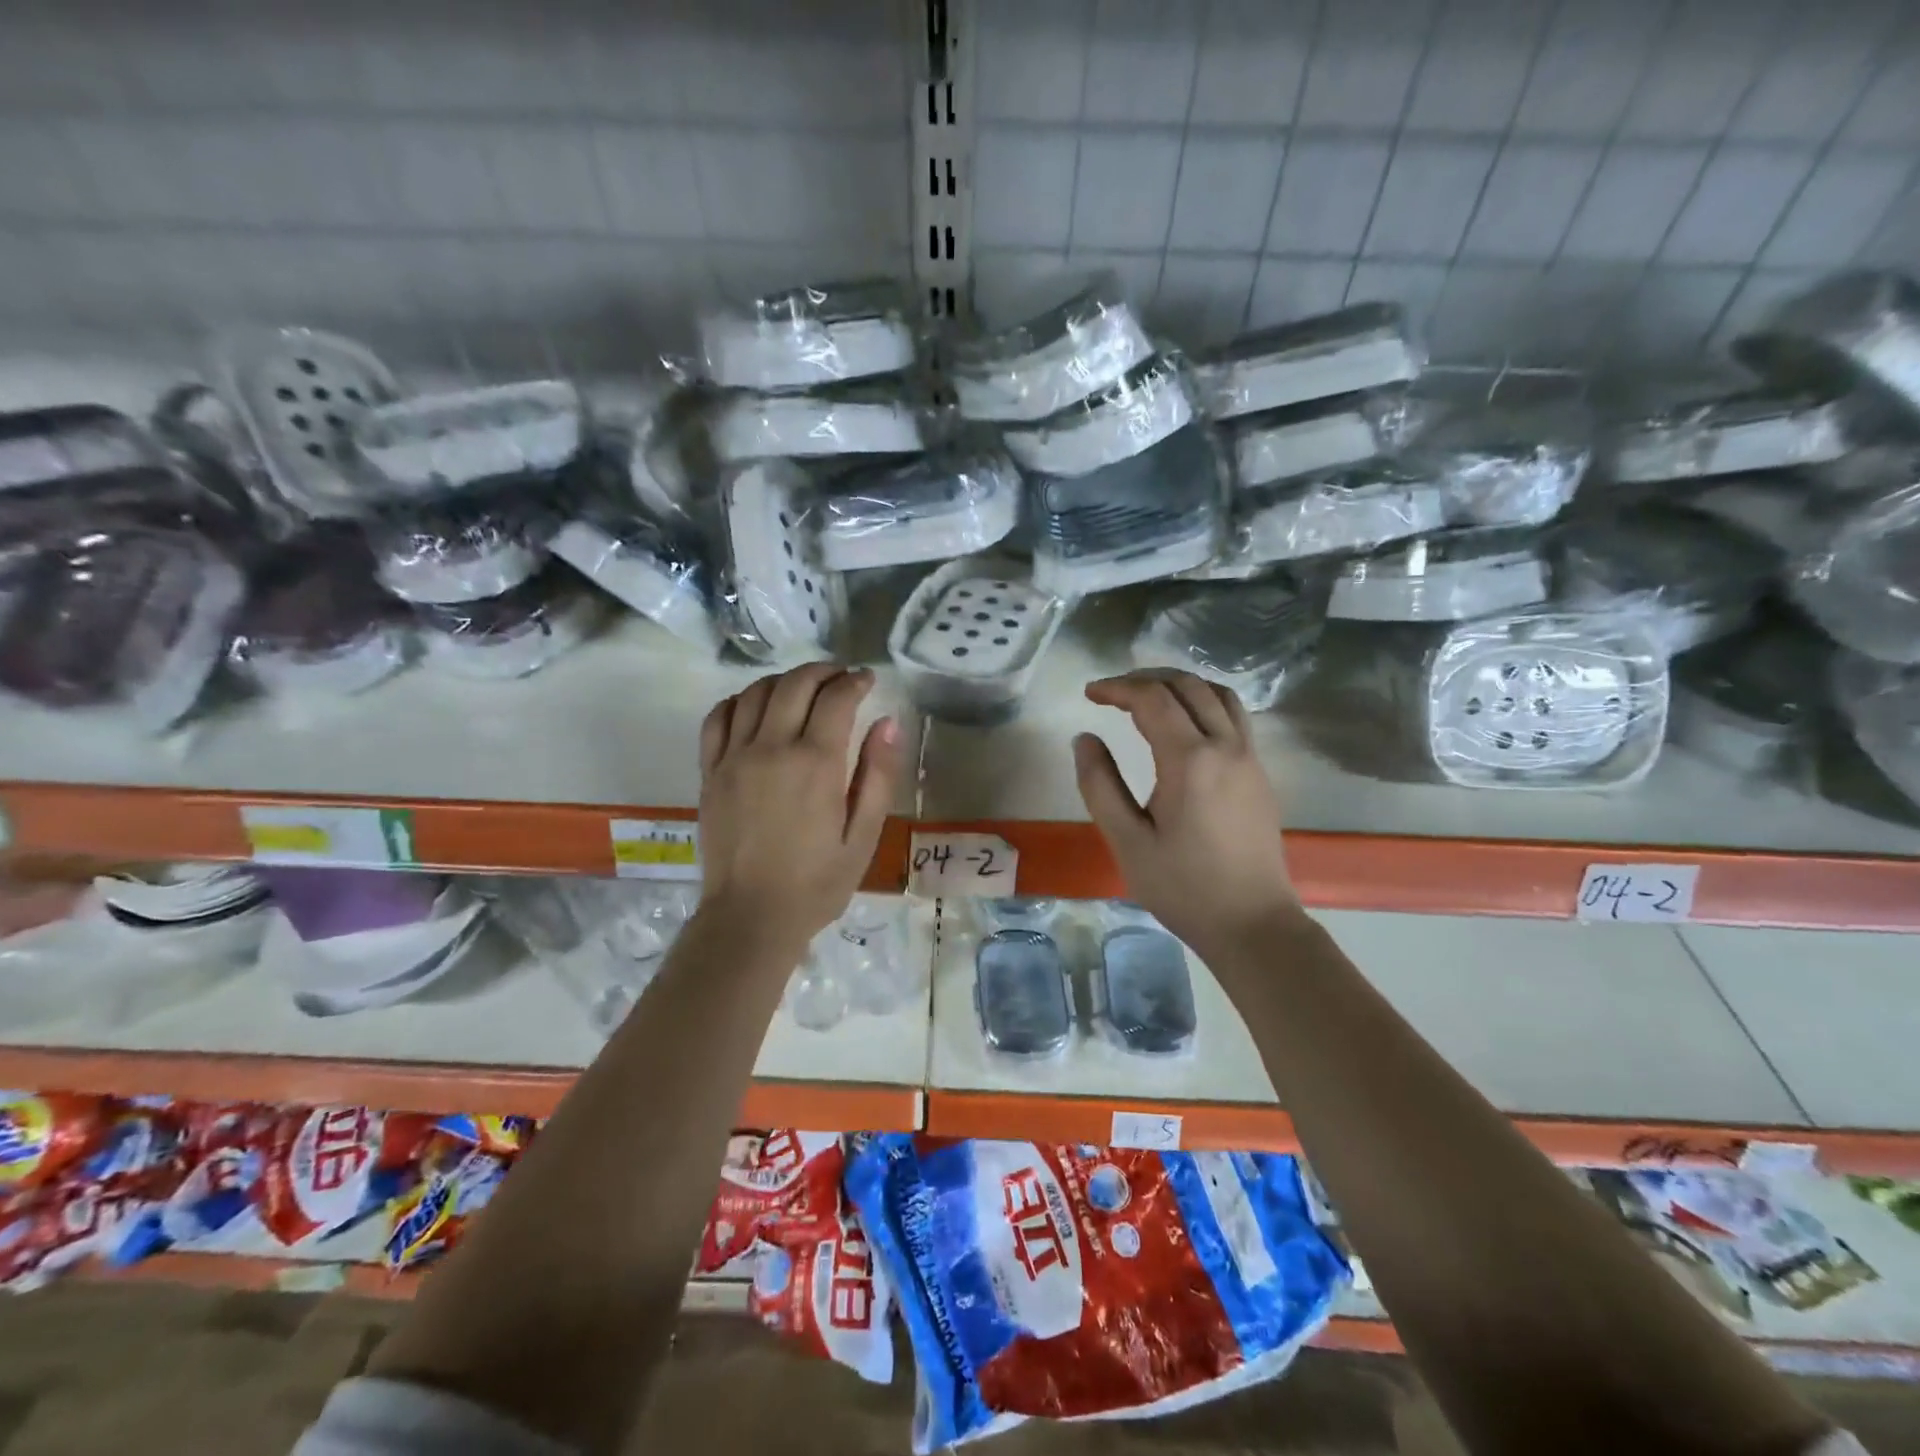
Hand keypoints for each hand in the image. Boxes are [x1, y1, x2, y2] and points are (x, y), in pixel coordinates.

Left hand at [698, 663, 901, 951]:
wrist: (751, 917)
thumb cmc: (817, 882)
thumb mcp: (864, 836)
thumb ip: (878, 775)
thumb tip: (888, 723)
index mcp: (815, 764)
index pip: (836, 698)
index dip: (855, 681)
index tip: (867, 680)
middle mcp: (771, 749)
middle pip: (795, 685)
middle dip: (823, 672)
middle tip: (840, 678)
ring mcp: (734, 758)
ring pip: (755, 693)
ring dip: (784, 681)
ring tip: (803, 689)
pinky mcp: (710, 772)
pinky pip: (718, 718)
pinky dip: (738, 701)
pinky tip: (755, 708)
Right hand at [1073, 670, 1302, 960]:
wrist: (1252, 923)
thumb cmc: (1183, 887)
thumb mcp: (1127, 841)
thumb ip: (1100, 785)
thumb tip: (1085, 739)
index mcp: (1190, 760)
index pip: (1152, 699)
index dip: (1117, 688)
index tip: (1090, 694)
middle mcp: (1226, 746)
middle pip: (1188, 685)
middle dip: (1146, 679)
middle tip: (1113, 693)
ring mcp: (1250, 758)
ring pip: (1218, 694)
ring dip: (1180, 685)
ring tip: (1148, 698)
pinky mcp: (1260, 773)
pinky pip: (1234, 716)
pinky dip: (1204, 702)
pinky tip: (1184, 726)